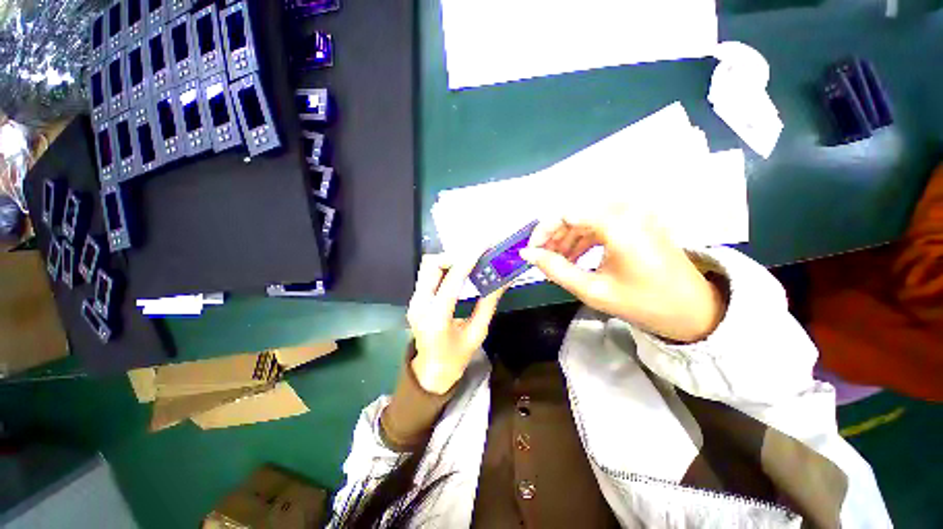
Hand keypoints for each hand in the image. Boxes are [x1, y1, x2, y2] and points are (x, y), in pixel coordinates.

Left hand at [406, 254, 505, 393]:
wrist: (431, 371)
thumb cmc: (456, 358)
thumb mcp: (477, 333)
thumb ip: (488, 304)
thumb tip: (502, 280)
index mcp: (436, 319)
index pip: (451, 281)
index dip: (467, 260)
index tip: (483, 246)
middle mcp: (419, 305)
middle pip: (431, 265)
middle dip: (455, 256)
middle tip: (476, 257)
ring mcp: (413, 301)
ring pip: (428, 266)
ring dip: (449, 260)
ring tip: (469, 264)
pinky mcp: (414, 299)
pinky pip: (428, 274)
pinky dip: (444, 268)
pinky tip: (459, 272)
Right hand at [519, 206, 723, 342]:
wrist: (693, 309)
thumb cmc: (643, 303)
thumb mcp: (592, 290)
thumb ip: (555, 269)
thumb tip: (527, 254)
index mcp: (618, 224)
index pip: (566, 213)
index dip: (543, 231)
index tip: (532, 252)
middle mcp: (627, 209)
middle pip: (575, 212)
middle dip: (554, 235)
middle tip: (543, 259)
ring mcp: (634, 212)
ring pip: (585, 216)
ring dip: (567, 237)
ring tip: (557, 260)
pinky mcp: (637, 220)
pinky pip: (599, 222)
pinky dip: (582, 237)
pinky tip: (575, 255)